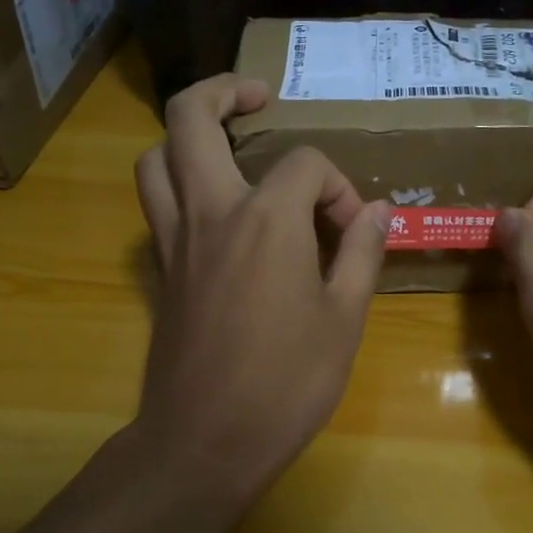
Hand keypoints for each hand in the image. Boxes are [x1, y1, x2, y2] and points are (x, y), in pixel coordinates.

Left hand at [132, 74, 388, 502]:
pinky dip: (177, 184)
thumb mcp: (345, 319)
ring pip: (156, 157)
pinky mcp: (159, 269)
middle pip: (190, 118)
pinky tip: (213, 208)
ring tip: (225, 146)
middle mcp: (211, 212)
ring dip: (185, 136)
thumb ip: (360, 253)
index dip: (337, 186)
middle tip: (258, 97)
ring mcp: (174, 239)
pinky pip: (156, 204)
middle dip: (223, 91)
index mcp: (267, 219)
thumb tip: (376, 211)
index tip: (351, 229)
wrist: (206, 441)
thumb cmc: (287, 382)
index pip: (304, 164)